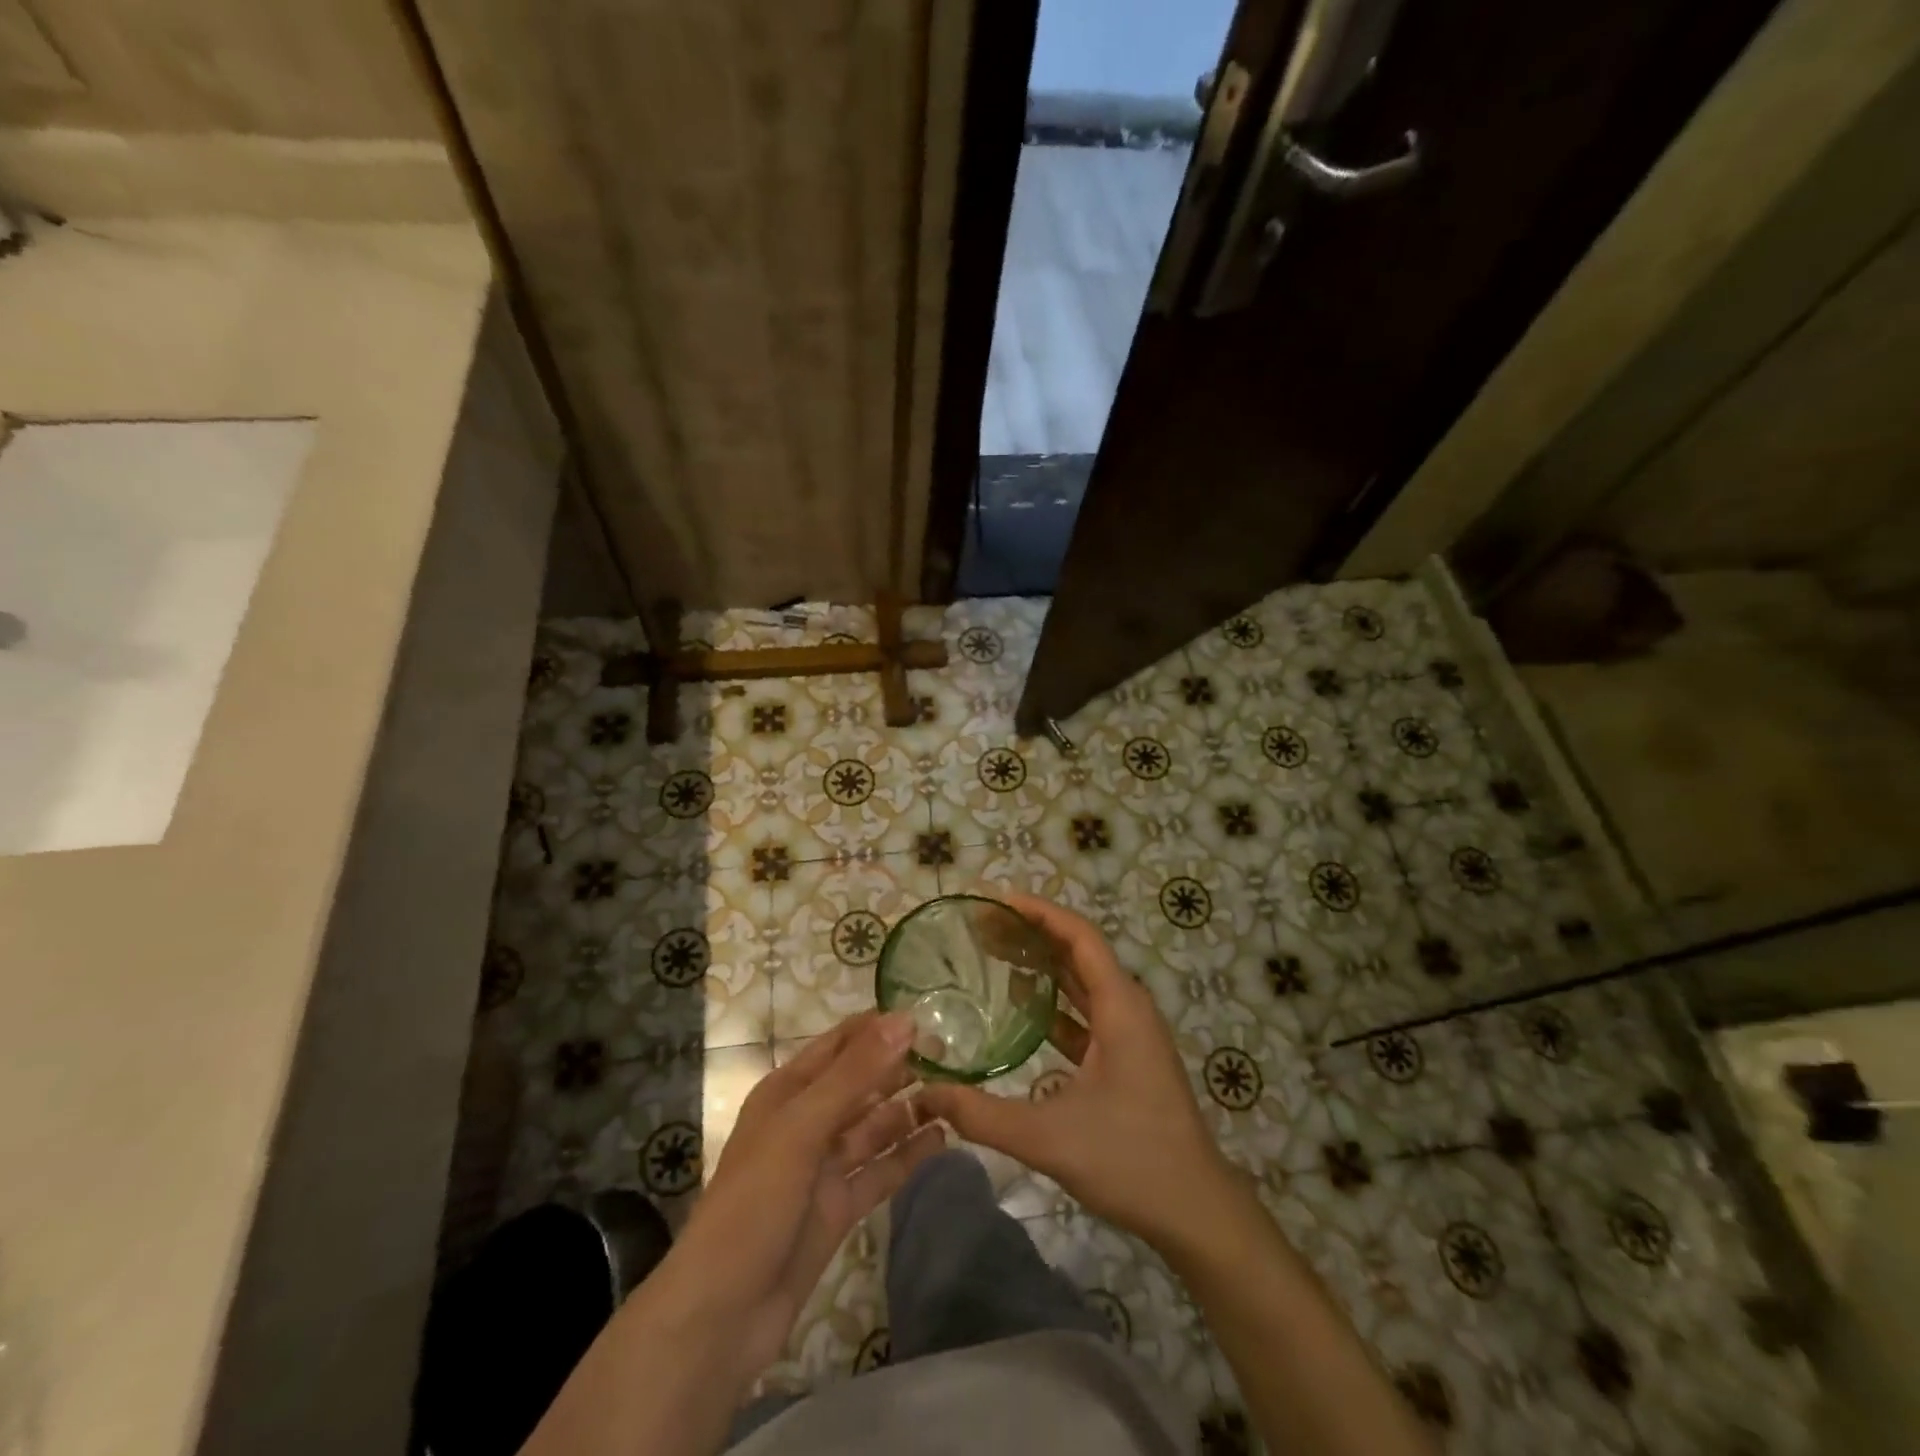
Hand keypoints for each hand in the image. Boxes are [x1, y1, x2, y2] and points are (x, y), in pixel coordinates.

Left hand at [661, 1013, 944, 1383]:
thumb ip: (855, 1074)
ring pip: (874, 1126)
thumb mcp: (802, 1127)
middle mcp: (807, 1122)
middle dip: (899, 1067)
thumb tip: (904, 1020)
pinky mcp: (840, 1206)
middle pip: (860, 1084)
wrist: (722, 1314)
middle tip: (952, 1053)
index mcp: (787, 1092)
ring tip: (956, 1092)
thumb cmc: (755, 1202)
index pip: (839, 1045)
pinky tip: (942, 1139)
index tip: (926, 1015)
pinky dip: (908, 1155)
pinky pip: (880, 1170)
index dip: (877, 1028)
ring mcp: (824, 1167)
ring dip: (908, 1109)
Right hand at [917, 893, 1238, 1252]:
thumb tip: (927, 1093)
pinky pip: (1087, 1013)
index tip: (998, 902)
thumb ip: (983, 1115)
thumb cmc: (1130, 1160)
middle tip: (984, 927)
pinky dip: (1056, 1003)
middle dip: (1034, 934)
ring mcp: (1131, 1034)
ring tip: (997, 954)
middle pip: (1079, 953)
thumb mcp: (1048, 1138)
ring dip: (1044, 966)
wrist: (1196, 1211)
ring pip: (1084, 983)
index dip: (1040, 913)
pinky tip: (1023, 1010)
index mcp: (1120, 1007)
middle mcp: (1128, 1008)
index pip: (1080, 937)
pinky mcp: (1129, 1057)